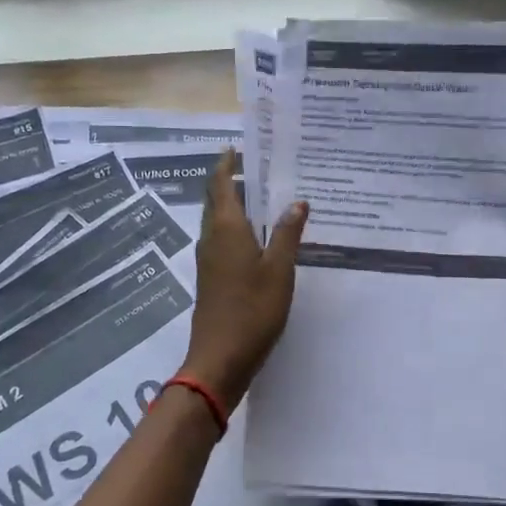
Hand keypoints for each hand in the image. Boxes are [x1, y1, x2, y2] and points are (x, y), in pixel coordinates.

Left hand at [181, 151, 307, 410]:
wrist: (220, 358)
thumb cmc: (253, 310)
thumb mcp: (279, 270)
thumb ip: (288, 234)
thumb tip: (297, 201)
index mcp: (226, 228)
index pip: (221, 184)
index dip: (227, 164)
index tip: (237, 148)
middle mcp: (211, 238)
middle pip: (217, 201)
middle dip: (233, 182)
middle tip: (259, 168)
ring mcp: (209, 260)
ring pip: (219, 222)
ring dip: (236, 206)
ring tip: (265, 198)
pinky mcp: (212, 278)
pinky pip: (223, 241)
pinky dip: (238, 229)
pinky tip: (259, 238)